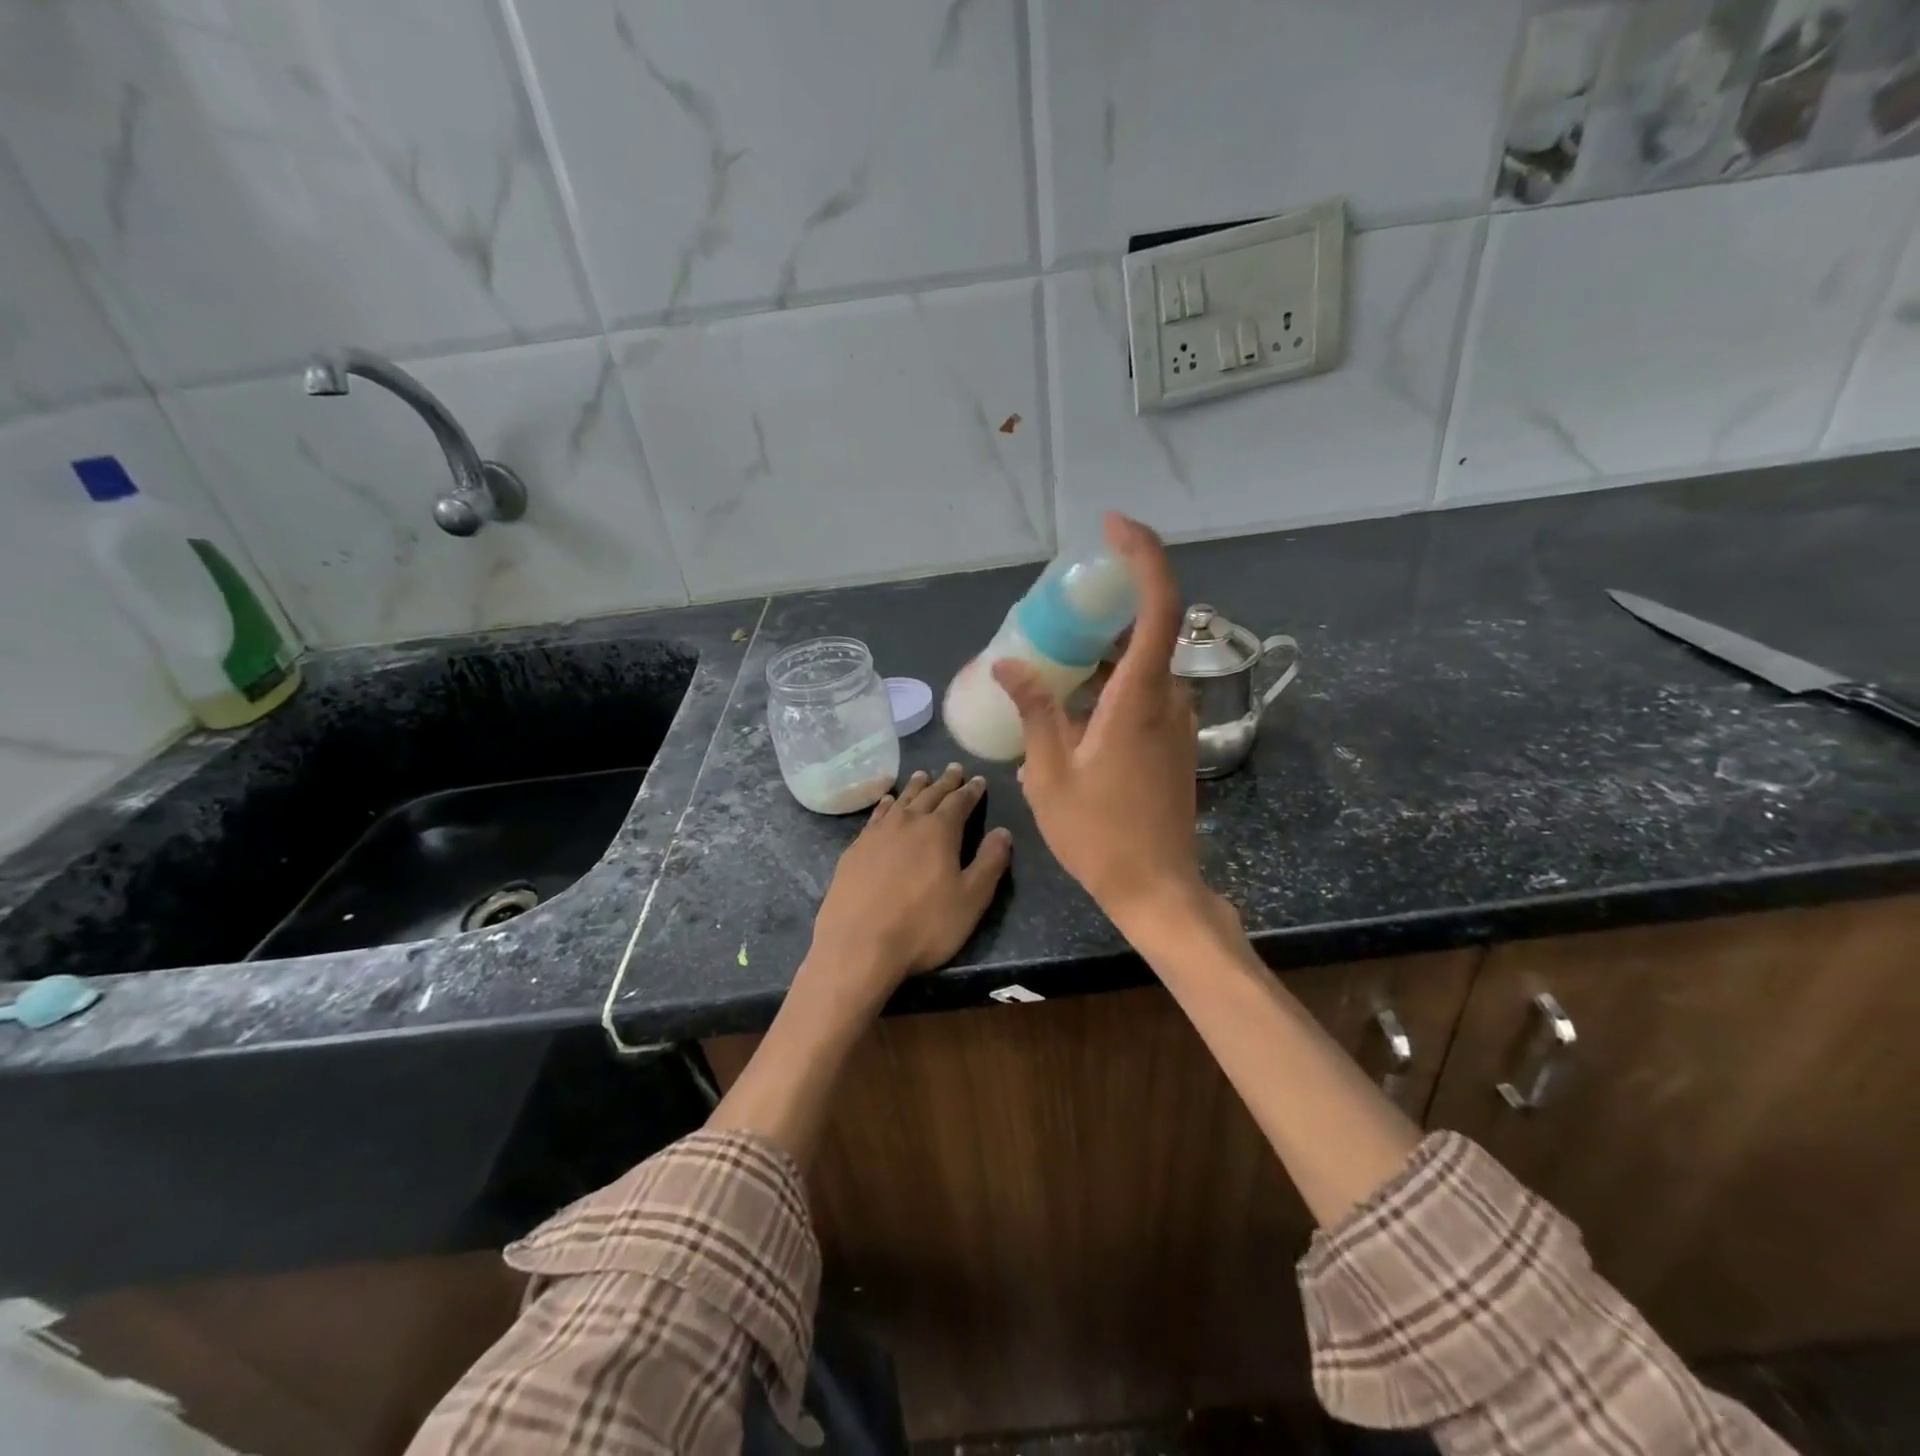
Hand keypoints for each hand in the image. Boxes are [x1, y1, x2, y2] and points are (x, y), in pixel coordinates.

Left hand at [805, 764, 1012, 1010]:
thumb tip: (1003, 832)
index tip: (979, 780)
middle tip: (954, 768)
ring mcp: (877, 833)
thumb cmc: (923, 926)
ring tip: (922, 776)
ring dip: (915, 787)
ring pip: (901, 800)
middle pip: (930, 794)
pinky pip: (876, 815)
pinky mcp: (855, 849)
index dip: (971, 790)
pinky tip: (887, 802)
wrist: (858, 945)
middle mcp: (908, 822)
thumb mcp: (971, 900)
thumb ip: (990, 863)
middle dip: (945, 782)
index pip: (960, 802)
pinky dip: (886, 805)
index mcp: (940, 831)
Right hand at [993, 513, 1209, 932]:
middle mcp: (1167, 698)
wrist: (1155, 888)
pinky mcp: (1172, 741)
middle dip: (1100, 612)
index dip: (1142, 555)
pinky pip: (1141, 693)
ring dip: (1099, 656)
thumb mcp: (1049, 774)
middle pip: (1143, 630)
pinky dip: (1108, 685)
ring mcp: (1175, 721)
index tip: (1112, 528)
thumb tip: (1009, 664)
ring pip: (1139, 665)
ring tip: (1049, 666)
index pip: (1158, 604)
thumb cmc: (1099, 835)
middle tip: (1050, 616)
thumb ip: (1036, 711)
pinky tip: (1070, 709)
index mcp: (1139, 698)